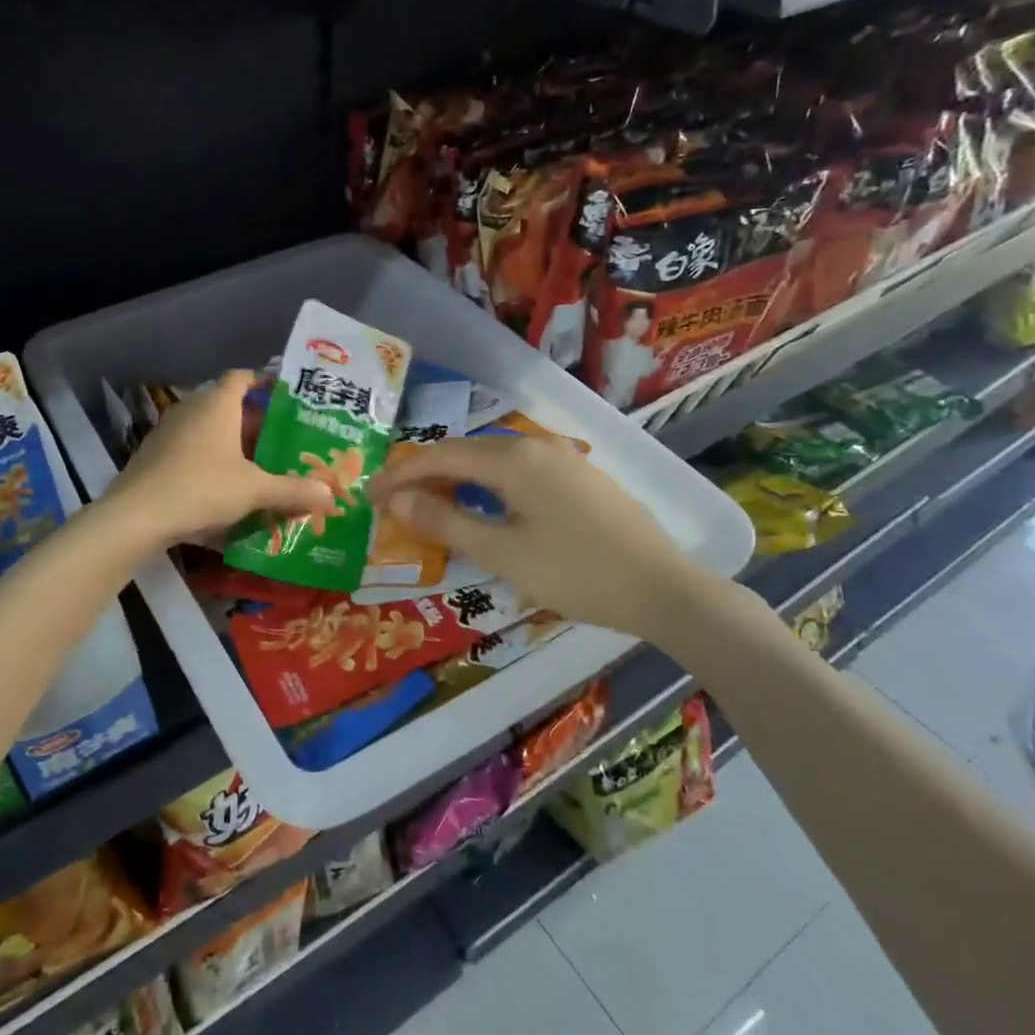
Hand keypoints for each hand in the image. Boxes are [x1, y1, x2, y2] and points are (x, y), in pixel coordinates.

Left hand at [106, 371, 332, 546]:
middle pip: (227, 406)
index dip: (264, 382)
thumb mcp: (254, 490)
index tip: (285, 396)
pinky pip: (191, 452)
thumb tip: (330, 495)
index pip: (241, 377)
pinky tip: (225, 489)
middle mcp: (191, 410)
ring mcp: (168, 433)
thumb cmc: (201, 488)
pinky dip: (210, 463)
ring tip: (259, 465)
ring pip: (208, 431)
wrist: (136, 516)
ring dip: (231, 445)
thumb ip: (293, 490)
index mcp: (216, 404)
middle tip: (282, 440)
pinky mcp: (154, 457)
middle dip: (254, 422)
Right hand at [367, 434, 718, 646]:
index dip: (400, 474)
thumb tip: (397, 501)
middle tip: (393, 502)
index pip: (440, 457)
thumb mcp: (503, 554)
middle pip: (464, 452)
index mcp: (513, 459)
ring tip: (429, 504)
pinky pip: (516, 469)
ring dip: (456, 478)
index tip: (368, 495)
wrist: (665, 589)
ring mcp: (561, 457)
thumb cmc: (577, 573)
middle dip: (424, 474)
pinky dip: (486, 483)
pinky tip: (482, 505)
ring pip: (492, 459)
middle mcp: (535, 445)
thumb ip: (446, 523)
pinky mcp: (578, 475)